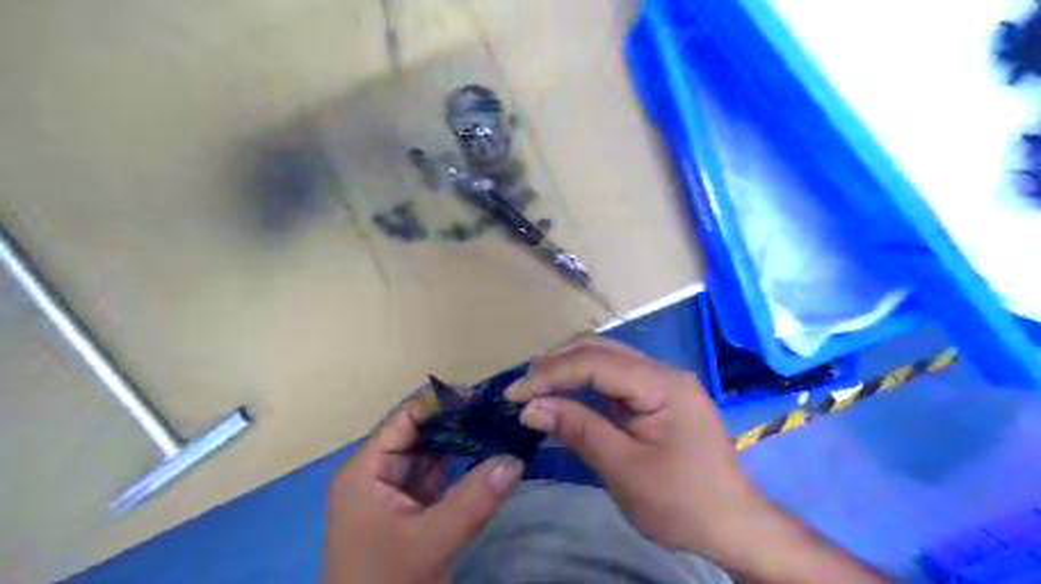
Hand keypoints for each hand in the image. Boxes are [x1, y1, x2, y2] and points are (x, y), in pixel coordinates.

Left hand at [323, 399, 525, 582]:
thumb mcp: (429, 543)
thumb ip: (473, 500)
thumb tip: (515, 459)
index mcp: (366, 468)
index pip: (406, 417)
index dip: (443, 402)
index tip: (483, 398)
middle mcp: (378, 471)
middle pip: (420, 431)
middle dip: (457, 420)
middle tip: (498, 410)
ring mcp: (395, 489)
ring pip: (432, 451)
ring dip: (462, 440)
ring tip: (498, 424)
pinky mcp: (411, 507)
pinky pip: (439, 474)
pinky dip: (462, 464)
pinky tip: (487, 453)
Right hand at [507, 339, 761, 561]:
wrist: (734, 526)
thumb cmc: (683, 504)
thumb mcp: (625, 470)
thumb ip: (579, 430)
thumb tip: (530, 408)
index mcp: (662, 384)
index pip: (595, 362)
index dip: (550, 374)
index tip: (514, 394)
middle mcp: (662, 371)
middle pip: (600, 350)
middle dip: (556, 365)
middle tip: (521, 389)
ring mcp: (661, 382)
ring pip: (605, 359)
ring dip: (567, 370)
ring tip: (533, 389)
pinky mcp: (656, 396)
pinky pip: (613, 379)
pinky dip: (583, 384)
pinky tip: (562, 394)